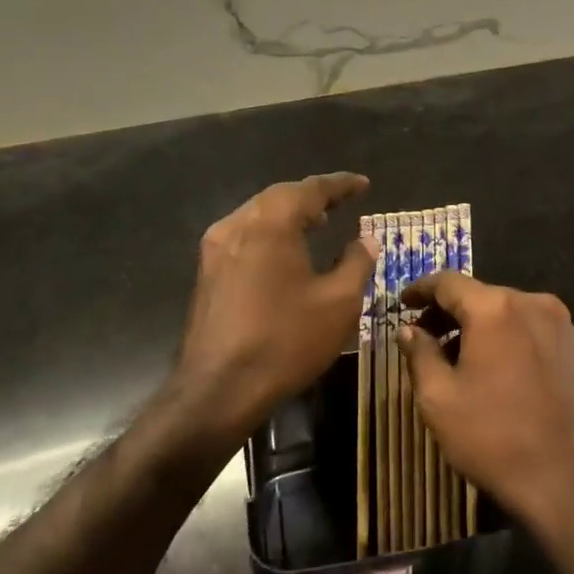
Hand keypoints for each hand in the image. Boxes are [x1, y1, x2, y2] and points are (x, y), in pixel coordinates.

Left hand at [169, 173, 379, 445]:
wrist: (219, 390)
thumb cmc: (286, 341)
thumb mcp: (338, 303)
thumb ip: (357, 262)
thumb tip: (366, 239)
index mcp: (271, 224)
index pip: (311, 189)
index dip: (340, 185)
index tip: (363, 184)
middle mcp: (237, 225)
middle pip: (280, 196)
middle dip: (313, 196)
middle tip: (342, 202)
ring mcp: (216, 249)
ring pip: (258, 215)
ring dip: (290, 214)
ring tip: (319, 223)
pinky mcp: (207, 273)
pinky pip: (245, 236)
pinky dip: (271, 233)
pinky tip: (286, 251)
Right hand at [397, 271, 573, 541]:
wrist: (570, 483)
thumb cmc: (494, 439)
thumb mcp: (439, 399)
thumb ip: (419, 354)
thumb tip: (408, 330)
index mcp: (495, 308)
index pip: (448, 282)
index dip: (420, 290)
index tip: (401, 304)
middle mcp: (532, 303)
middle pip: (480, 295)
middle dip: (448, 312)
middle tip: (422, 337)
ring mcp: (560, 324)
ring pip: (506, 312)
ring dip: (477, 326)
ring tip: (454, 357)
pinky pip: (529, 329)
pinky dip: (505, 338)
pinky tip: (492, 369)